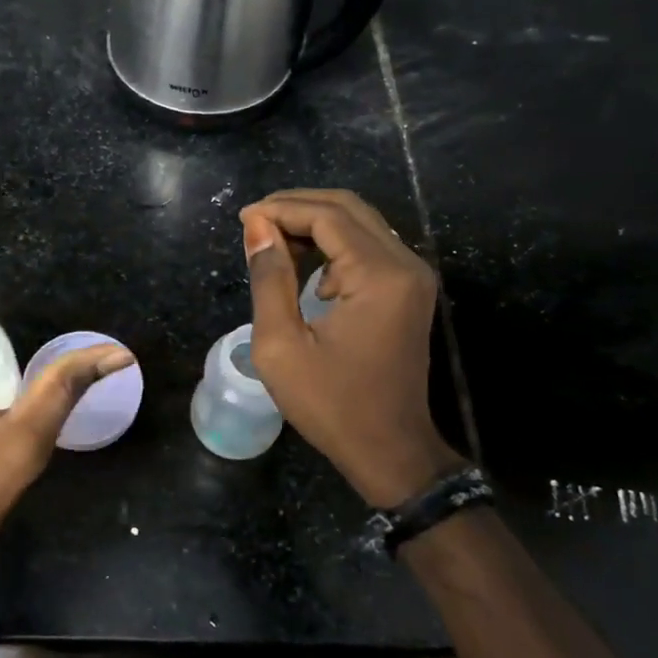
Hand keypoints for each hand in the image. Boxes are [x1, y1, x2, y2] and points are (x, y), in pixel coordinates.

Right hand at [241, 189, 459, 506]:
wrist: (390, 450)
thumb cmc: (331, 405)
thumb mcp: (281, 345)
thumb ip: (269, 279)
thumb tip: (257, 227)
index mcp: (378, 276)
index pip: (327, 216)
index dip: (282, 209)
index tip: (244, 220)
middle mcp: (405, 265)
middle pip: (348, 209)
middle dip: (298, 207)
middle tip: (256, 223)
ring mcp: (413, 277)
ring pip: (361, 224)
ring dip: (315, 223)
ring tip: (272, 241)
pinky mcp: (410, 290)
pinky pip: (370, 247)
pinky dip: (334, 244)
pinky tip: (305, 265)